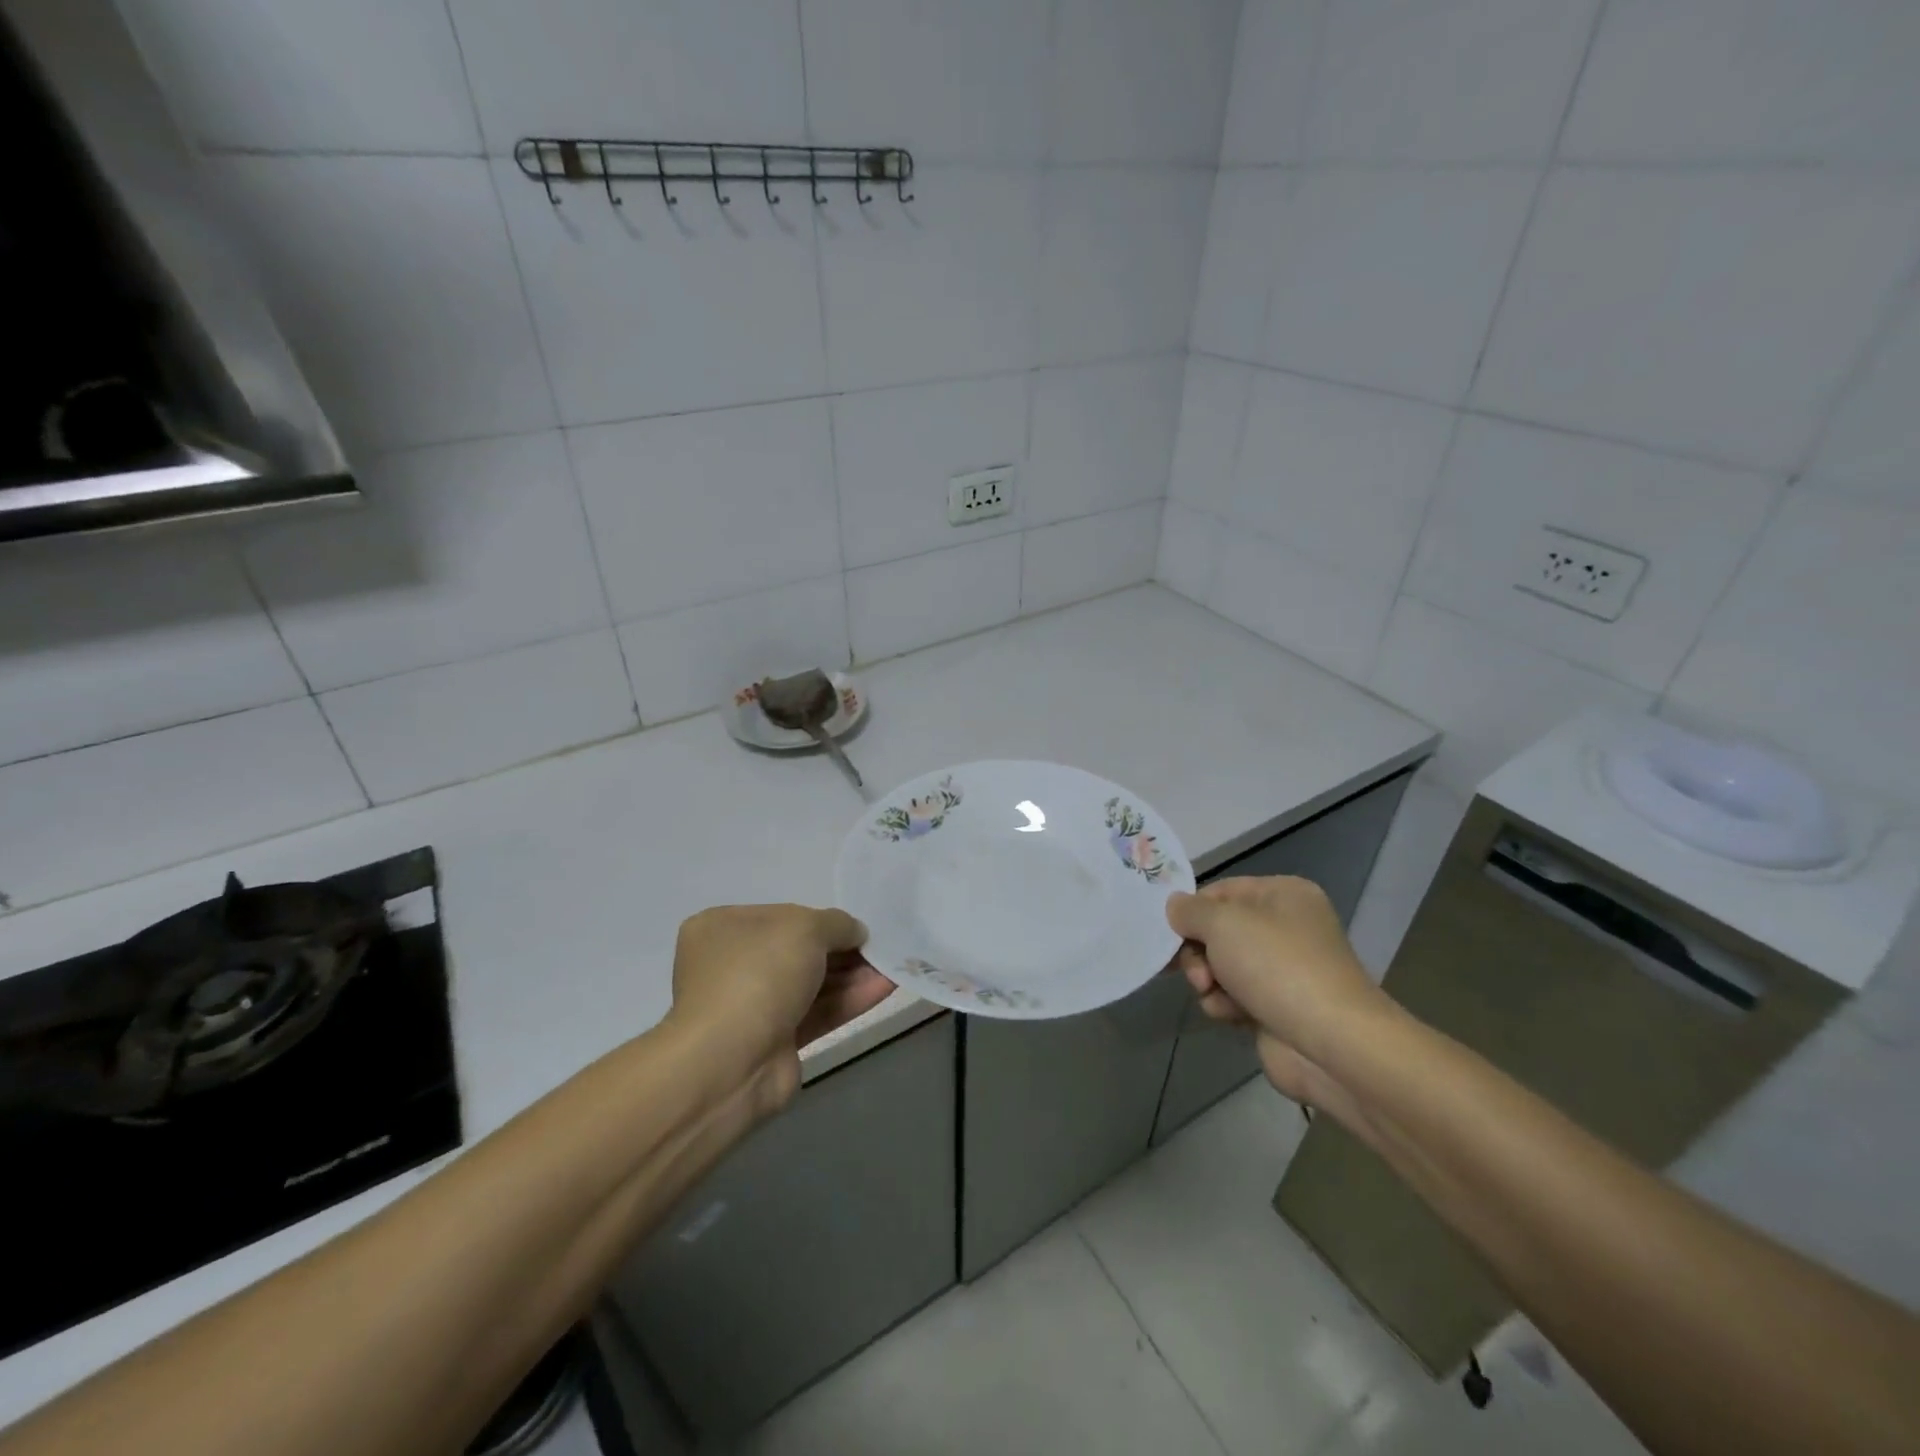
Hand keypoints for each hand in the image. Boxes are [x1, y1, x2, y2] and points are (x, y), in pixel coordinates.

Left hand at [669, 905, 895, 1104]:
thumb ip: (837, 923)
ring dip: (854, 974)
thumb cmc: (759, 975)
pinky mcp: (775, 1041)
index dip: (821, 918)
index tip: (855, 925)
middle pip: (799, 950)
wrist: (730, 1063)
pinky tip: (886, 987)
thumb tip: (855, 932)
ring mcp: (753, 1005)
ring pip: (812, 983)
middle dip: (843, 949)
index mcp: (723, 928)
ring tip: (894, 965)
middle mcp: (733, 964)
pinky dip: (850, 999)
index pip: (782, 915)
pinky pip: (818, 1012)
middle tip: (882, 946)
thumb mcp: (805, 928)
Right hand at [1166, 877, 1392, 1120]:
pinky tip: (1230, 1015)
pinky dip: (1225, 1004)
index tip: (1169, 932)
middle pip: (1218, 931)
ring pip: (1221, 966)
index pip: (1221, 891)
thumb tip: (1175, 906)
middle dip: (1198, 952)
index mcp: (1283, 894)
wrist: (1332, 1043)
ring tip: (1213, 995)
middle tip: (1198, 973)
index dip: (1192, 911)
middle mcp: (1286, 927)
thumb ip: (1189, 910)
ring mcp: (1284, 970)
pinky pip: (1233, 996)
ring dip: (1208, 981)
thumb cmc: (1277, 967)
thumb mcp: (1223, 923)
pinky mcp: (1277, 1007)